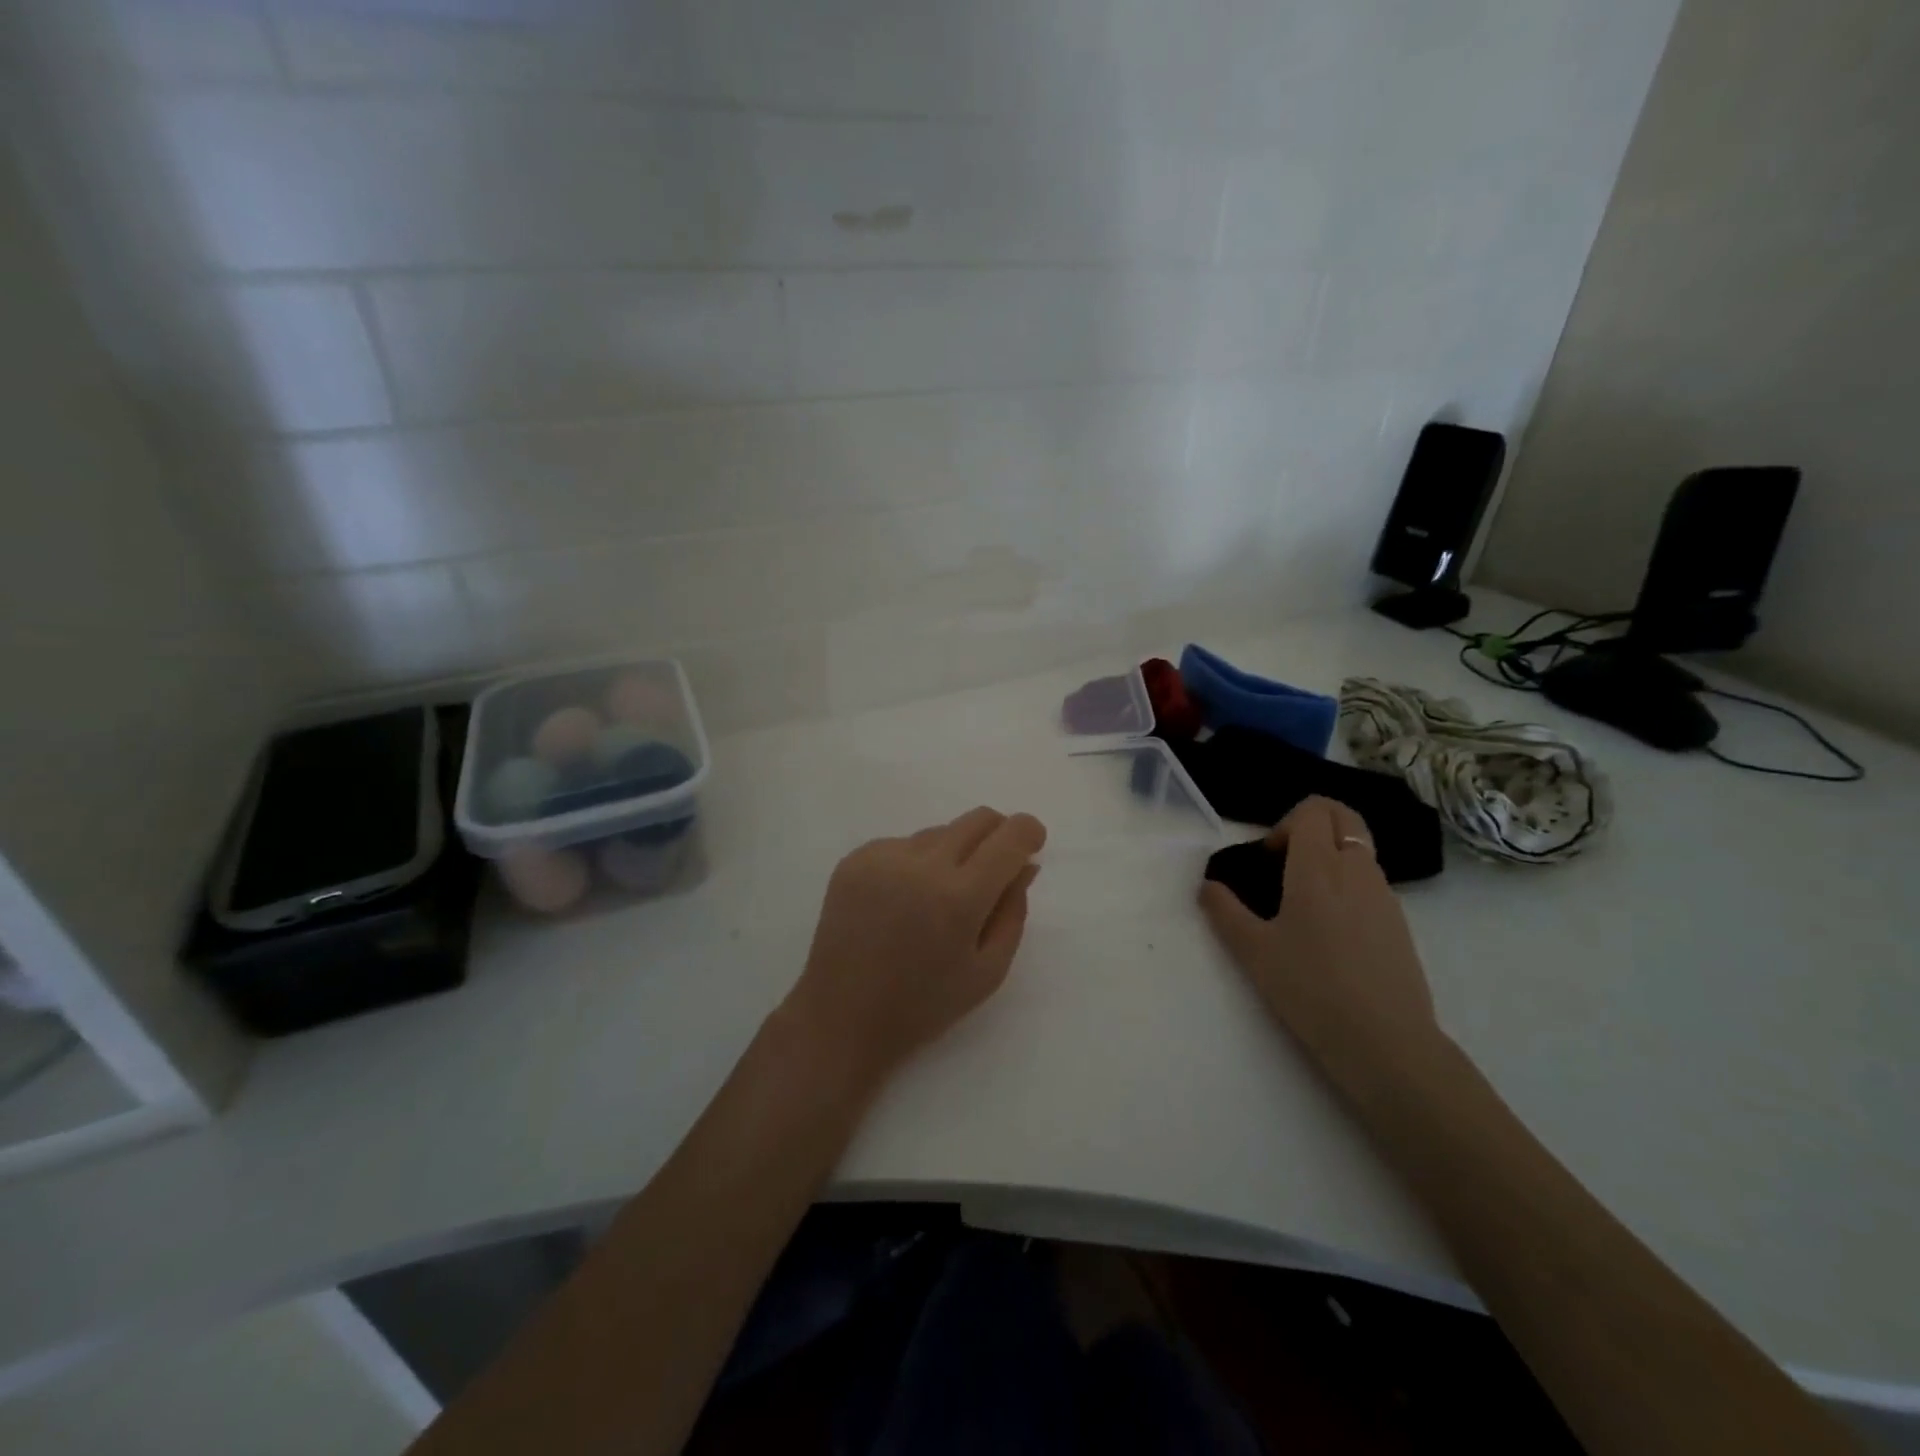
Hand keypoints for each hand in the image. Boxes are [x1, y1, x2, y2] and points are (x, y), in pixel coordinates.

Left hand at [783, 807, 1046, 1094]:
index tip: (1032, 843)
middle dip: (997, 835)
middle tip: (994, 869)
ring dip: (954, 853)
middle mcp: (921, 864)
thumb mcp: (988, 971)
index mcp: (959, 897)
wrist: (841, 1016)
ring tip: (937, 900)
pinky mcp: (855, 859)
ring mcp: (883, 856)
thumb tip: (1025, 864)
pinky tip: (902, 902)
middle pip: (977, 820)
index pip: (1009, 837)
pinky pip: (903, 844)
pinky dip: (916, 862)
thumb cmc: (924, 1005)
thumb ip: (1013, 911)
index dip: (1029, 832)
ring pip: (939, 832)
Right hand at [1198, 797, 1442, 1087]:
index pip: (1313, 811)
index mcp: (1319, 868)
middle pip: (1343, 816)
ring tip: (1303, 902)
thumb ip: (1224, 911)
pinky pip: (1370, 880)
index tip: (1268, 861)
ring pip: (1359, 849)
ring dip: (1330, 855)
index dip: (1284, 824)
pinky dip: (1347, 883)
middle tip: (1285, 863)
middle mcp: (1357, 870)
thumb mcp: (1253, 951)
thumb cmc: (1310, 989)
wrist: (1385, 1042)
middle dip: (1312, 823)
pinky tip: (1330, 931)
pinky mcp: (1400, 922)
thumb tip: (1207, 886)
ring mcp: (1385, 895)